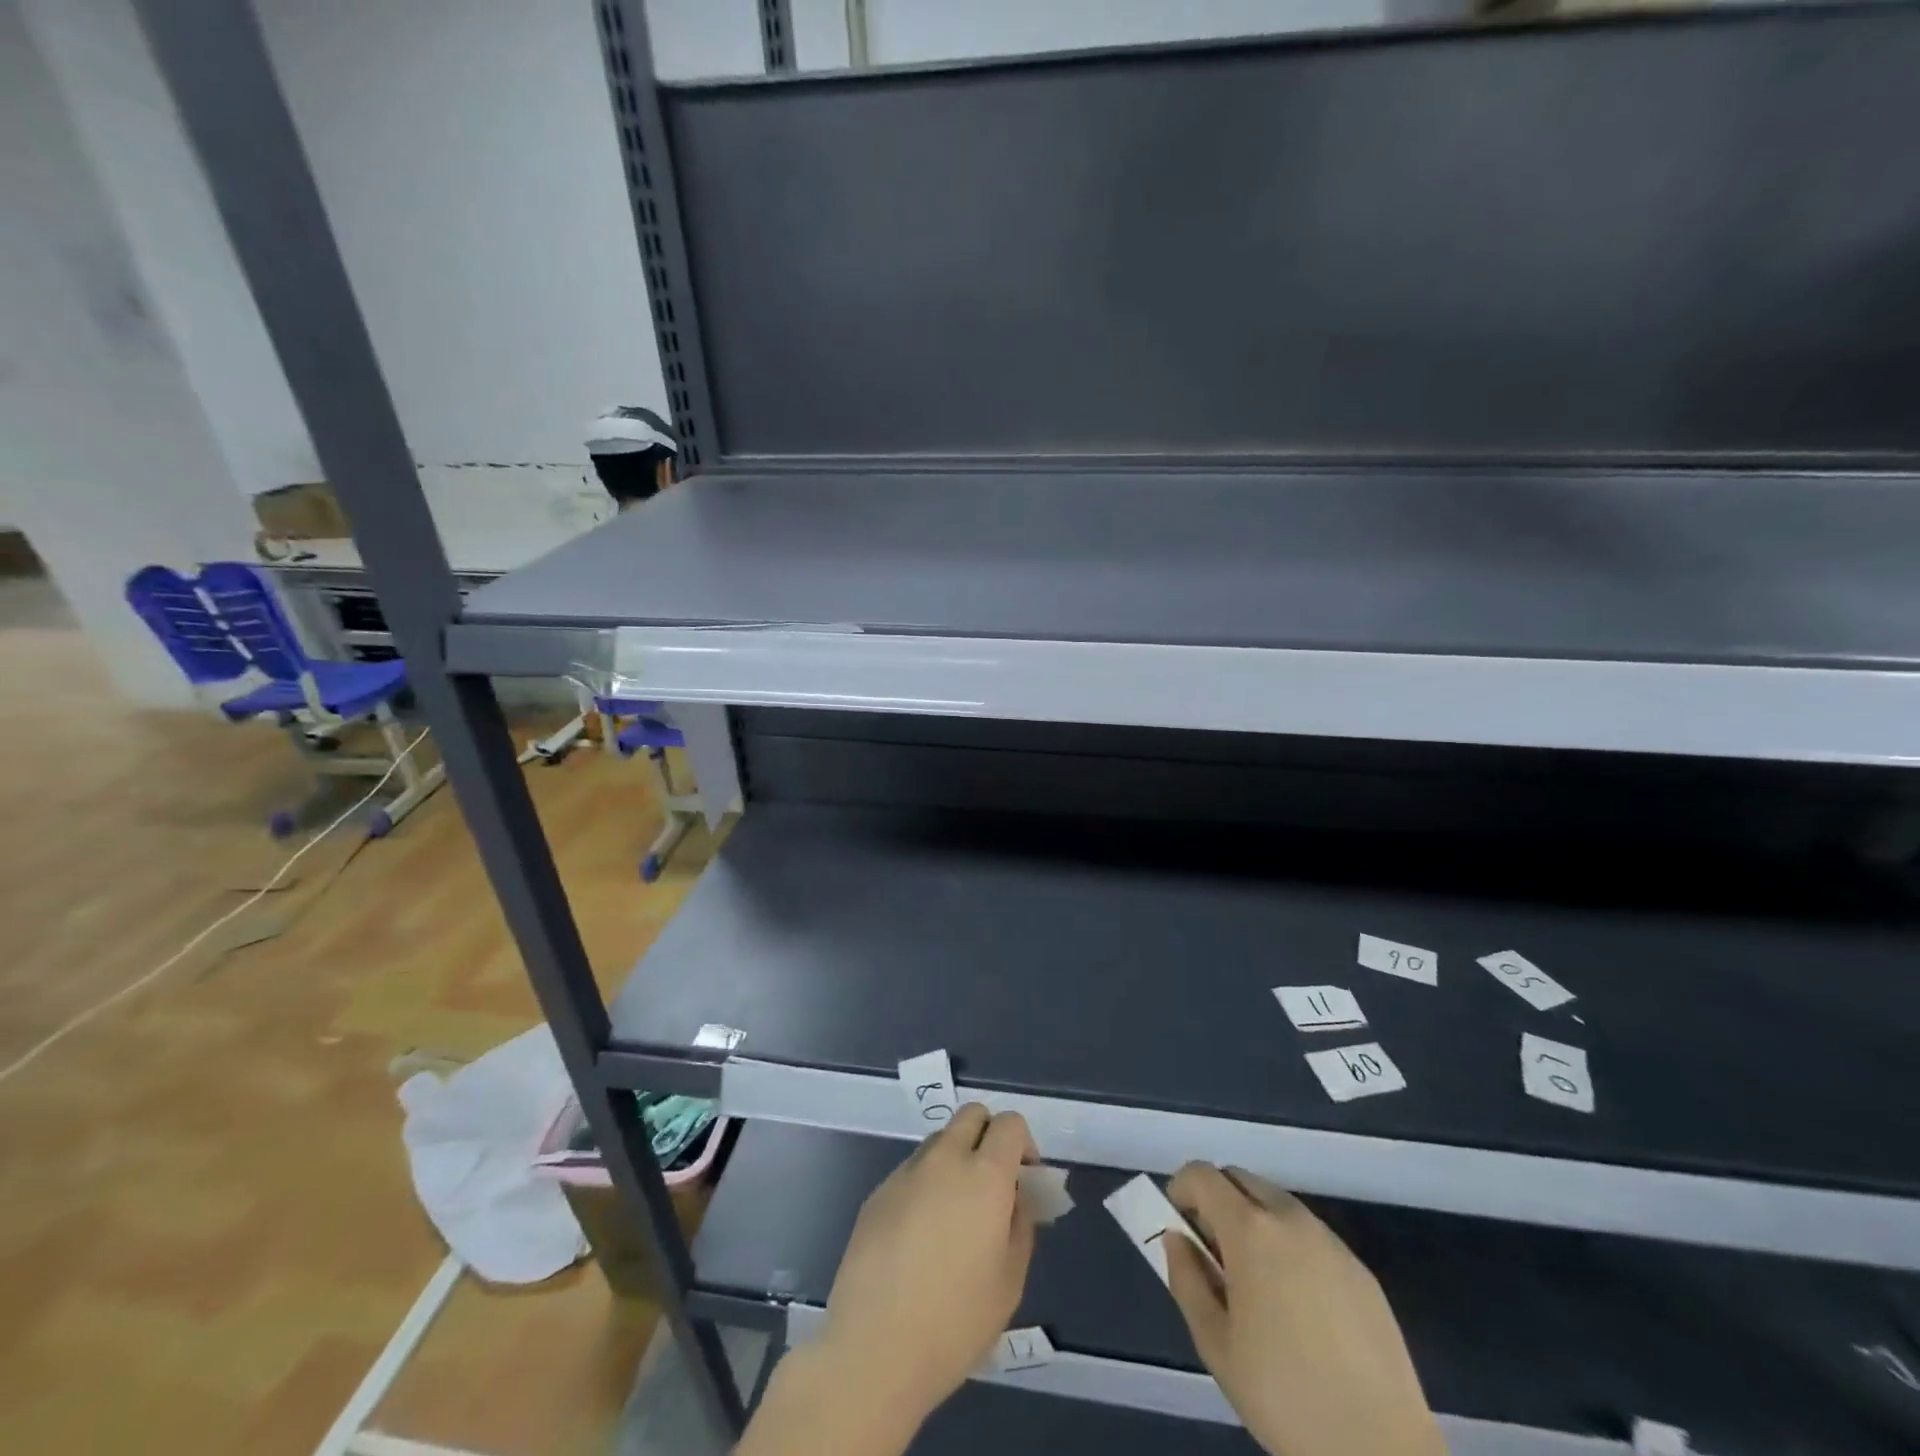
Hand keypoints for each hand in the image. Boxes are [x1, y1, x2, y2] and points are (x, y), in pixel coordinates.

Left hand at [818, 1104, 1037, 1431]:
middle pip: (971, 1115)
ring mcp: (906, 1172)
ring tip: (953, 1216)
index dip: (1023, 1143)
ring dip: (955, 1160)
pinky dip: (925, 1186)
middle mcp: (945, 1158)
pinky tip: (919, 1238)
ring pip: (939, 1141)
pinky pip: (911, 1172)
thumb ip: (1021, 1225)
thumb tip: (1016, 1198)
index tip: (1023, 1180)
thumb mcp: (1010, 1281)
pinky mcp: (877, 1192)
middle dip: (988, 1136)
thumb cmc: (955, 1321)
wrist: (874, 1348)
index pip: (1010, 1123)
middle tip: (992, 1185)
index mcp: (985, 1174)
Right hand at [1164, 1163, 1444, 1455]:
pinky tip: (1297, 1305)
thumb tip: (1177, 1239)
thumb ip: (1186, 1279)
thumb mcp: (1216, 1344)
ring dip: (1254, 1221)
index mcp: (1251, 1229)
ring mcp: (1331, 1242)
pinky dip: (1289, 1246)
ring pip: (1277, 1205)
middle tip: (1211, 1251)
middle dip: (1217, 1200)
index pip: (1203, 1175)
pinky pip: (1310, 1236)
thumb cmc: (1285, 1396)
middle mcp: (1291, 1219)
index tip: (1176, 1222)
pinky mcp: (1360, 1270)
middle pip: (1241, 1179)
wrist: (1382, 1451)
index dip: (1182, 1188)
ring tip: (1254, 1282)